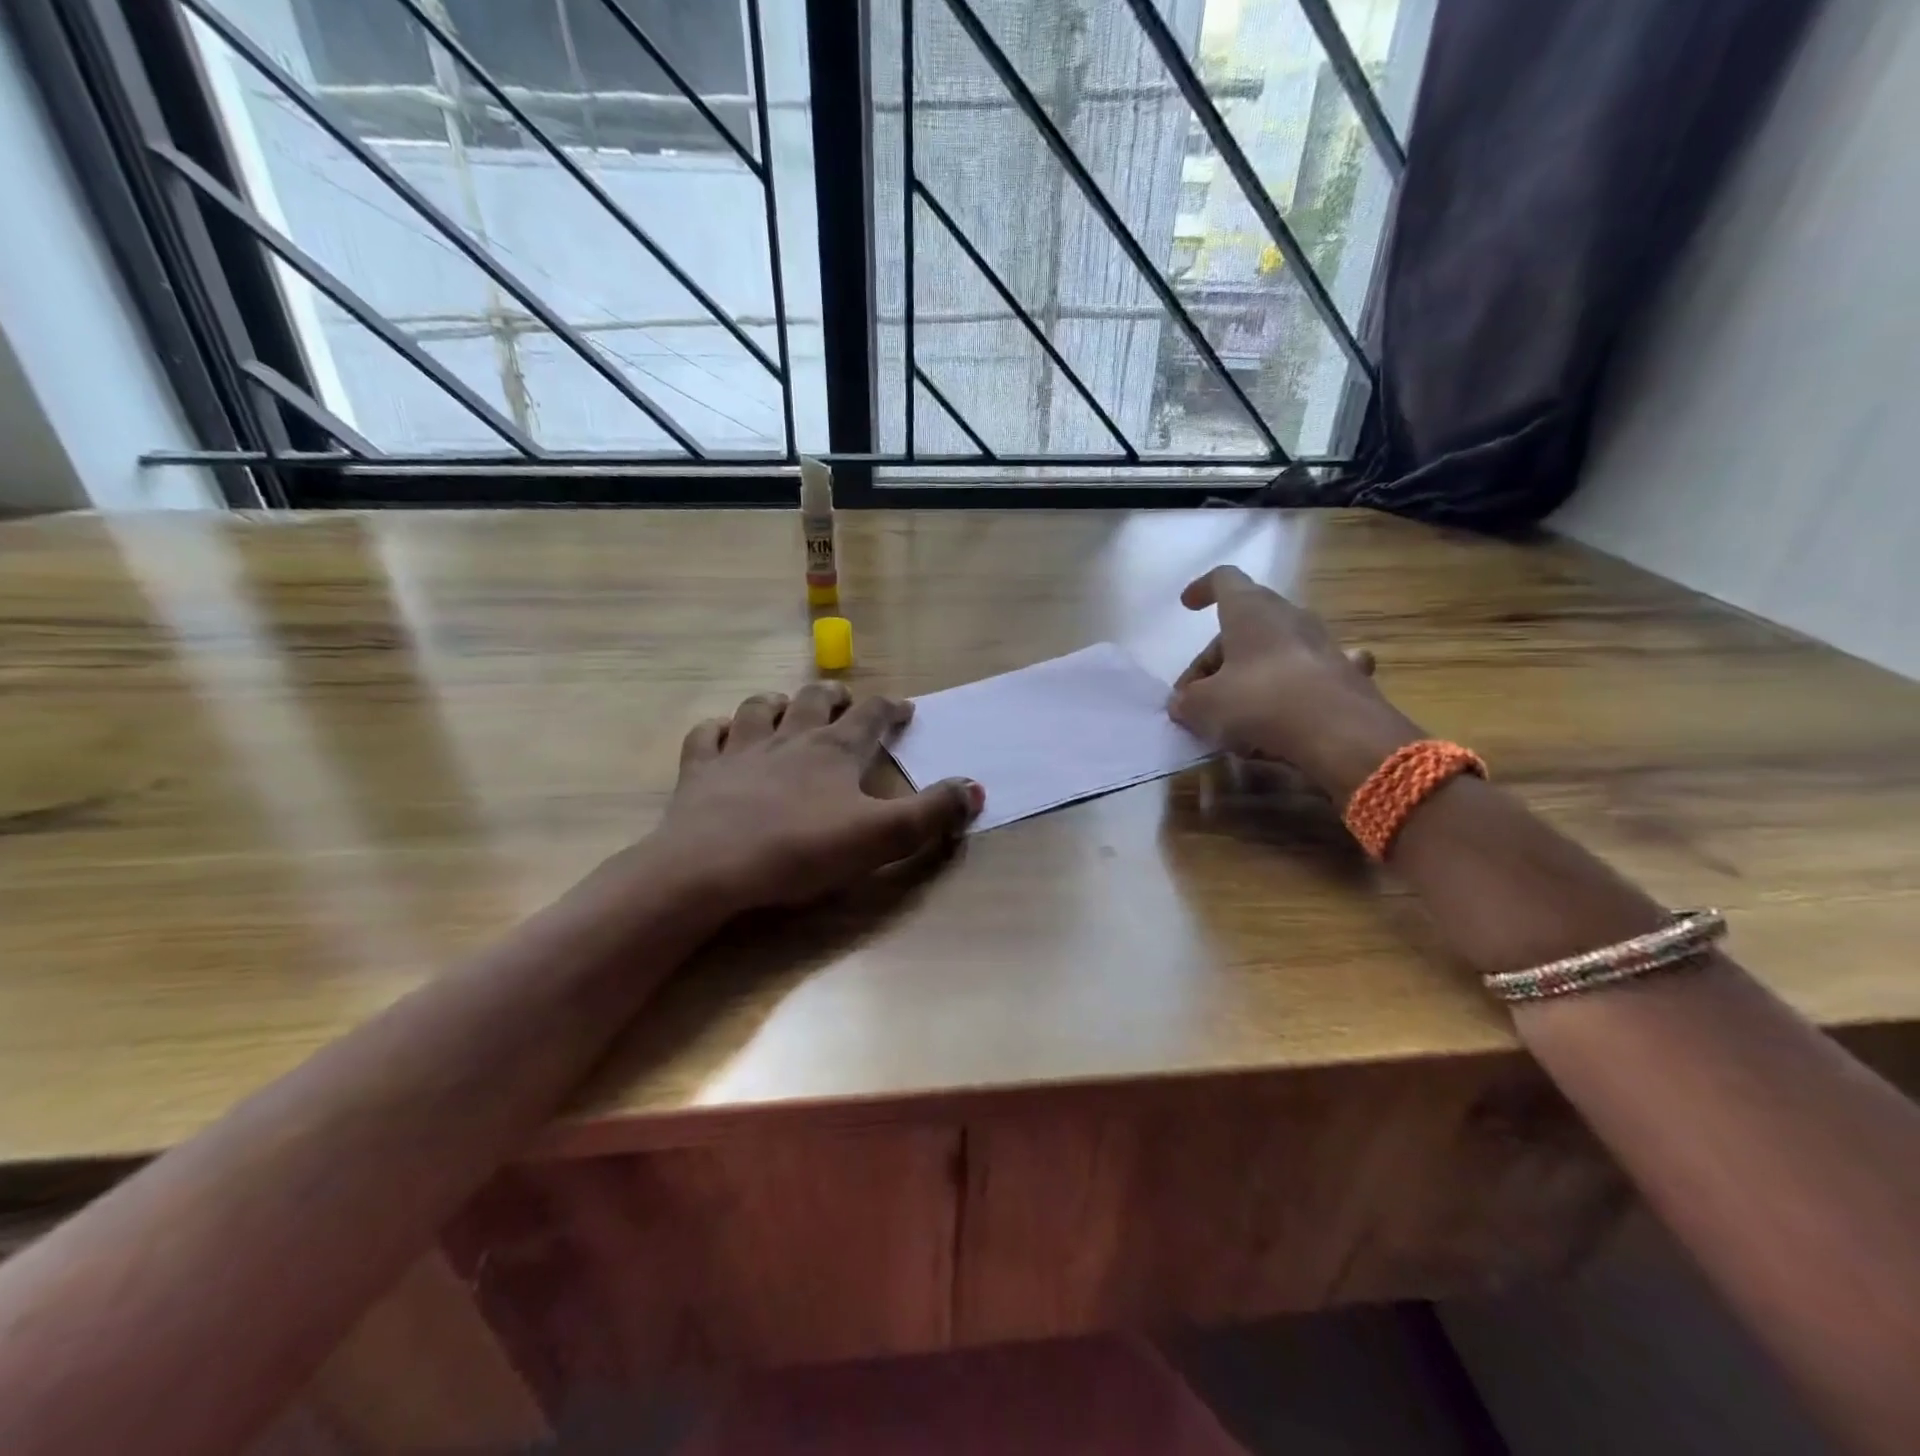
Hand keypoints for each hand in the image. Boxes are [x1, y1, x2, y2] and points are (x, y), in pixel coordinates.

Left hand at [652, 682, 982, 914]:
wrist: (711, 868)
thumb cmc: (801, 850)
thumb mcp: (881, 837)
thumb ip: (932, 813)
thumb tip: (975, 787)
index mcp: (835, 750)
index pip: (871, 715)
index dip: (891, 708)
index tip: (904, 708)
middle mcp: (789, 738)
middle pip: (814, 700)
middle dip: (834, 696)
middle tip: (845, 700)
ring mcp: (740, 750)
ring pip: (759, 708)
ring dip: (776, 702)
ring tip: (785, 707)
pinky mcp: (700, 771)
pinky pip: (706, 736)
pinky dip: (717, 730)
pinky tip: (721, 735)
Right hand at [1169, 565, 1420, 798]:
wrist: (1343, 734)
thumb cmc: (1261, 702)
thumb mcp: (1205, 706)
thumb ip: (1187, 701)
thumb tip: (1183, 703)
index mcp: (1251, 609)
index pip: (1224, 579)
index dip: (1202, 589)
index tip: (1187, 606)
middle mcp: (1289, 616)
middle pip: (1244, 625)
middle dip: (1216, 657)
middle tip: (1197, 695)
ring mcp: (1323, 644)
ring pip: (1276, 649)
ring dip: (1251, 673)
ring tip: (1235, 711)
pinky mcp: (1346, 675)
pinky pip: (1309, 674)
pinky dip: (1293, 688)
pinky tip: (1289, 710)